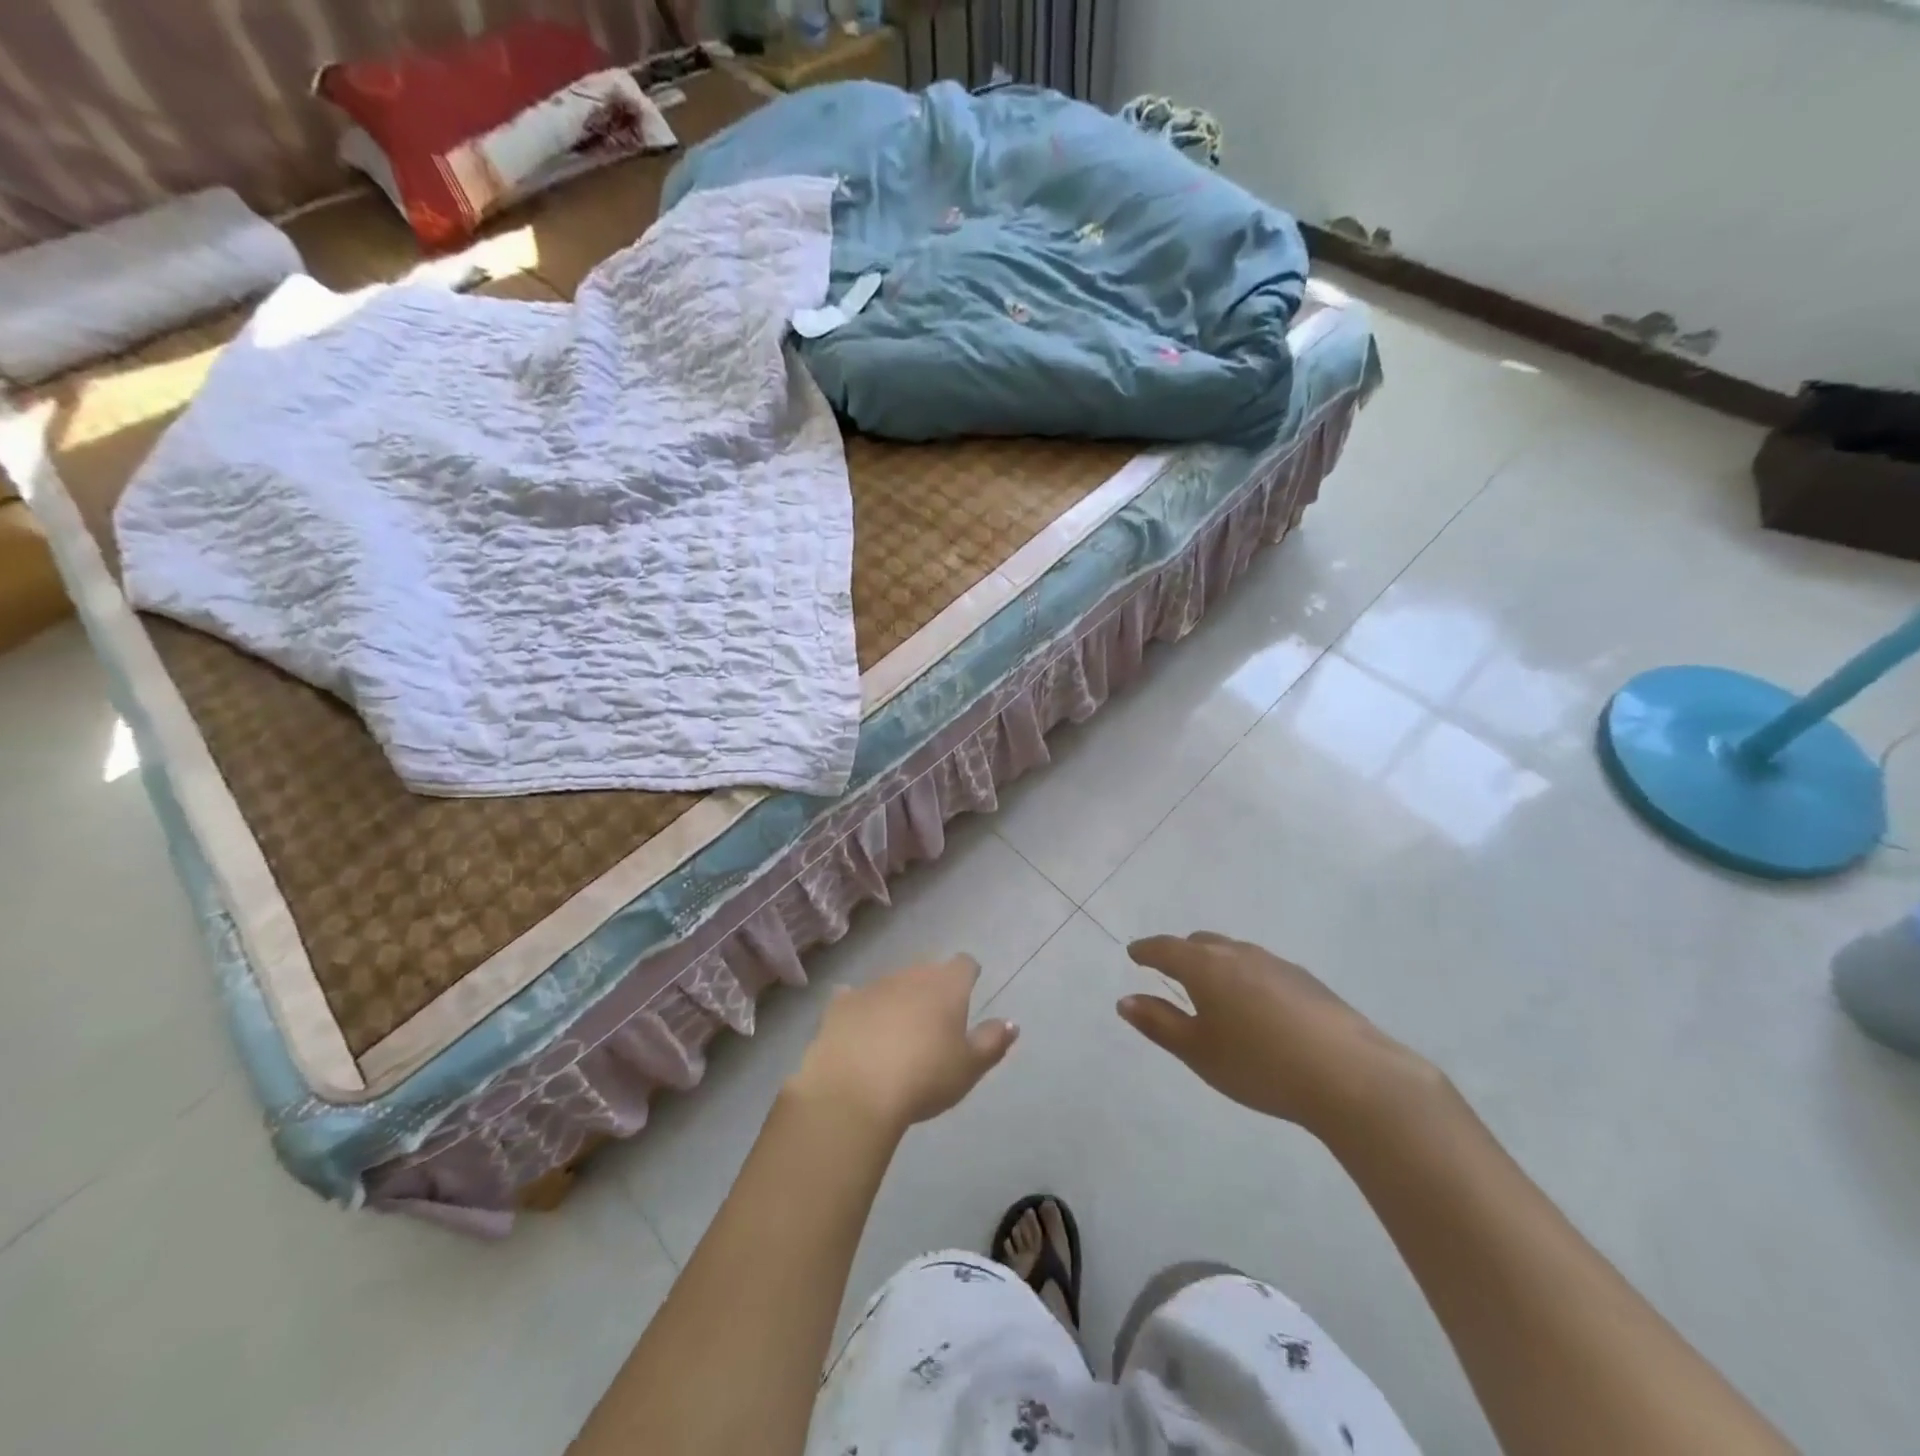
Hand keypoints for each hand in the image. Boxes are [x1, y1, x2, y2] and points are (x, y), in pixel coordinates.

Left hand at [787, 955, 1017, 1137]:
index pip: (964, 964)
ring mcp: (872, 986)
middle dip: (932, 988)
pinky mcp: (840, 1004)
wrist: (854, 1092)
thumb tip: (1011, 1022)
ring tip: (897, 1032)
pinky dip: (860, 1009)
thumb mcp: (969, 1068)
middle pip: (927, 971)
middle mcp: (910, 975)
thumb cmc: (924, 1078)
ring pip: (892, 984)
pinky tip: (859, 1028)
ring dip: (897, 999)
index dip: (968, 976)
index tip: (968, 993)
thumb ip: (992, 1041)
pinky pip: (854, 998)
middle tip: (934, 1020)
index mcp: (946, 985)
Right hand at [1120, 932, 1441, 1140]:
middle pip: (1200, 943)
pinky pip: (1261, 967)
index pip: (1165, 948)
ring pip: (1234, 952)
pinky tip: (1257, 1007)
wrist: (1352, 1077)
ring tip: (1213, 990)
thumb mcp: (1199, 1051)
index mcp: (1205, 966)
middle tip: (1169, 972)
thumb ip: (1159, 1024)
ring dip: (1215, 963)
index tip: (1134, 954)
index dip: (1146, 951)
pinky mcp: (1307, 980)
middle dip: (1180, 953)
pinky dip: (1245, 976)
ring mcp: (1276, 963)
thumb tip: (1125, 1000)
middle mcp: (1239, 953)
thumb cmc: (1260, 1065)